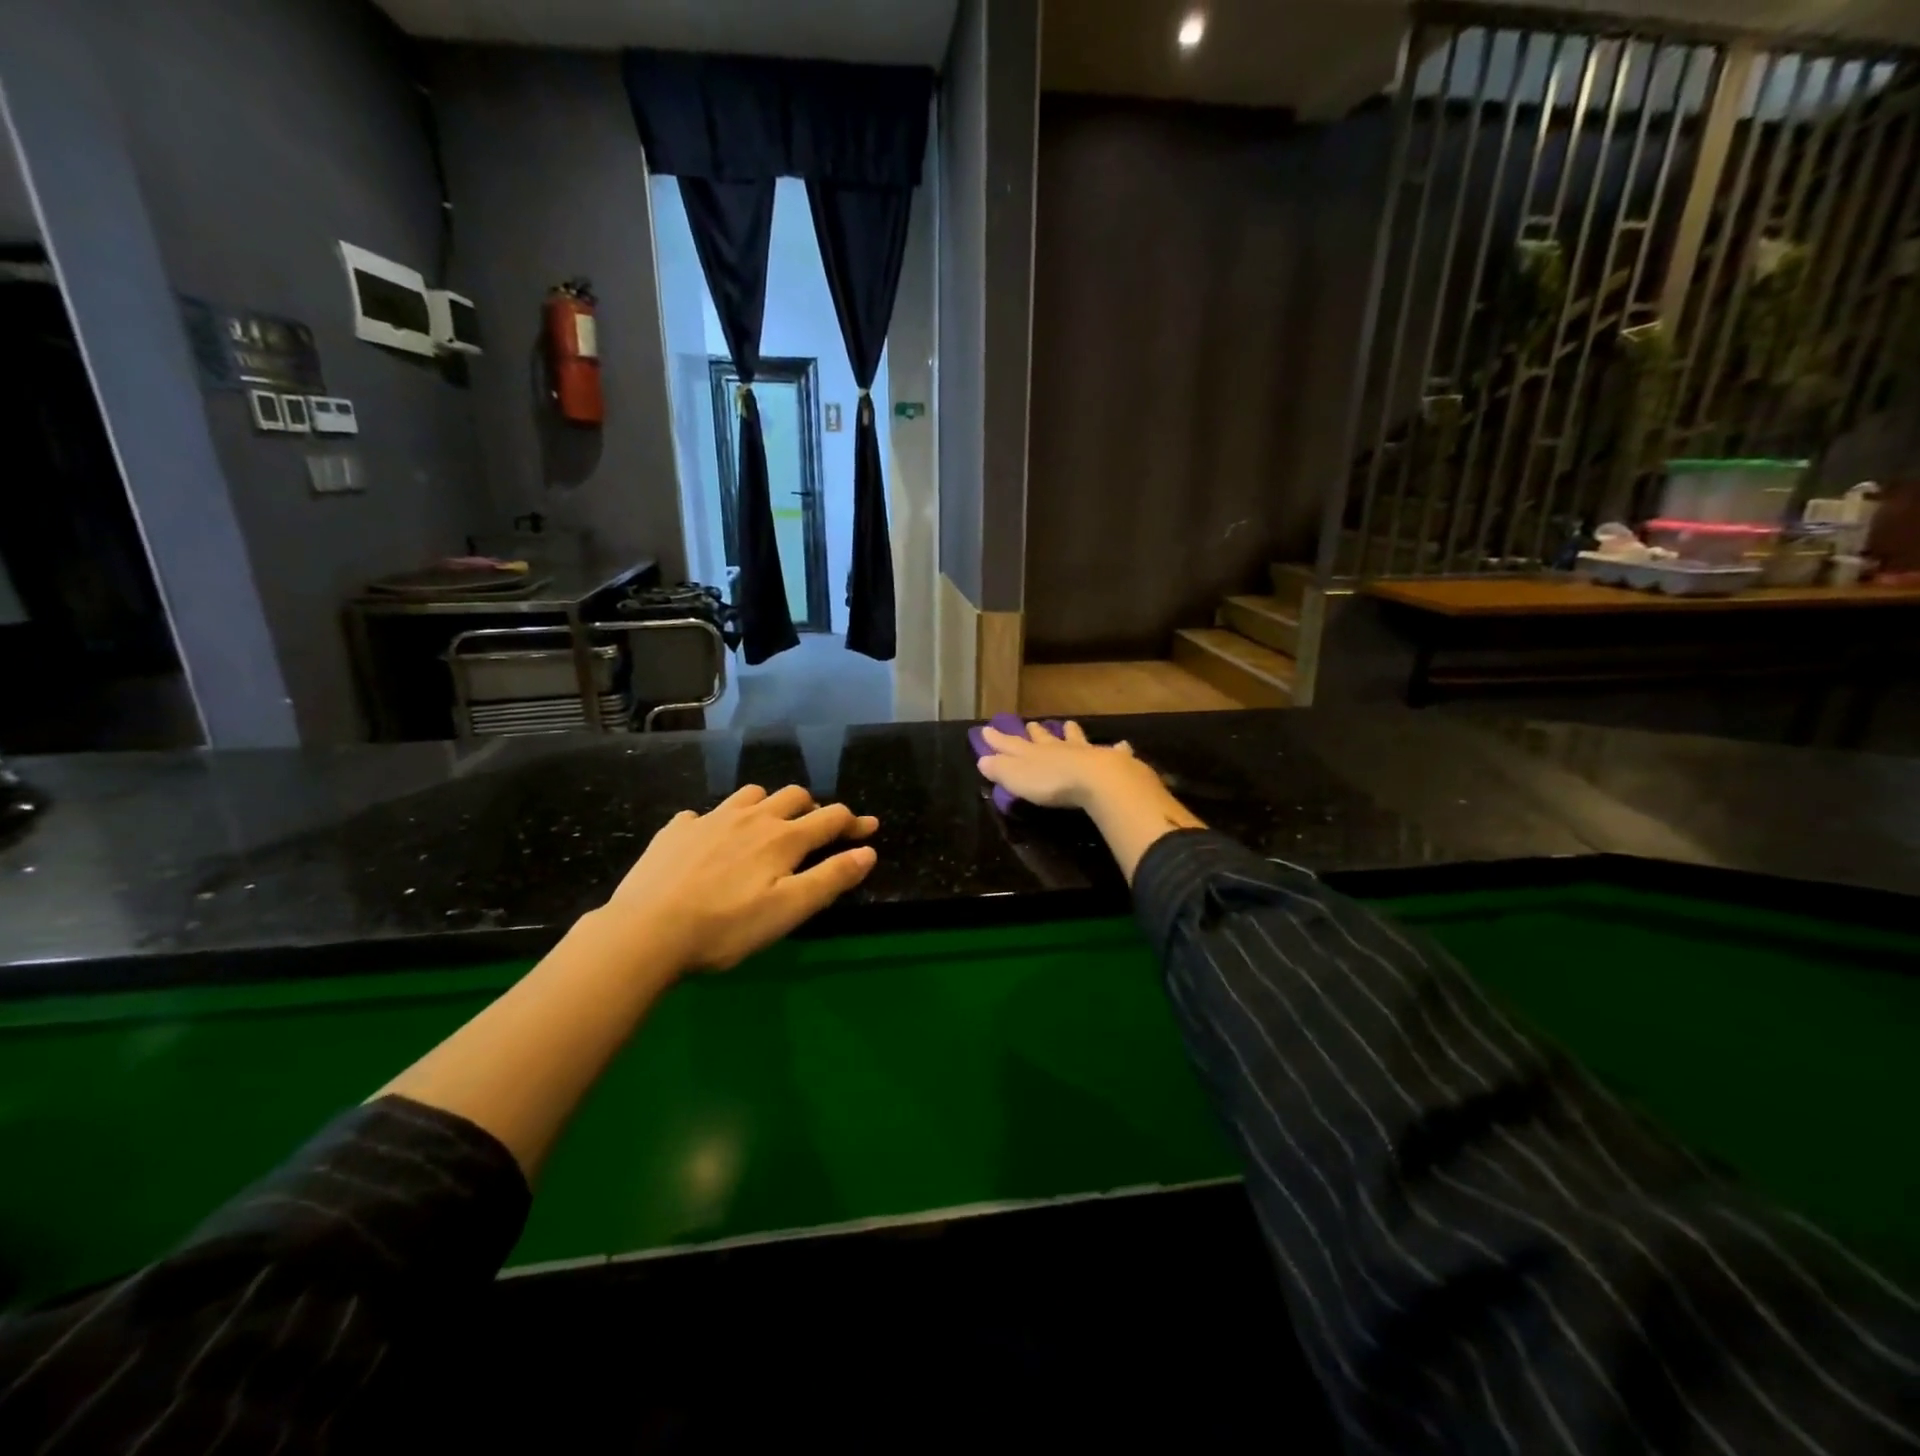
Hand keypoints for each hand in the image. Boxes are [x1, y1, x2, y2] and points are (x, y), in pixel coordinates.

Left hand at [596, 784, 877, 974]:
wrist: (646, 931)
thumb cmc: (726, 927)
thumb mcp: (789, 910)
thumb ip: (831, 878)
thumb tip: (868, 851)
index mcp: (782, 838)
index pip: (830, 817)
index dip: (854, 822)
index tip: (869, 828)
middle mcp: (751, 818)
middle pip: (793, 796)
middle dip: (813, 808)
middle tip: (817, 830)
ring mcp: (710, 819)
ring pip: (751, 795)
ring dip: (769, 805)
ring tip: (768, 827)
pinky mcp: (676, 830)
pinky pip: (704, 814)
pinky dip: (718, 822)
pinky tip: (710, 842)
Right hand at [977, 719, 1162, 810]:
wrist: (1096, 780)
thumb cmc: (1051, 782)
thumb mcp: (1016, 778)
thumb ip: (1000, 769)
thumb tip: (982, 759)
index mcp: (1034, 754)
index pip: (1011, 745)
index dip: (998, 740)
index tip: (987, 730)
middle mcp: (1058, 749)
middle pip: (1044, 739)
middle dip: (1036, 733)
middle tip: (1031, 724)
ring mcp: (1085, 753)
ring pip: (1076, 739)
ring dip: (1072, 733)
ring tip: (1070, 725)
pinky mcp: (1111, 762)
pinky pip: (1114, 752)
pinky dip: (1118, 749)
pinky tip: (1122, 745)